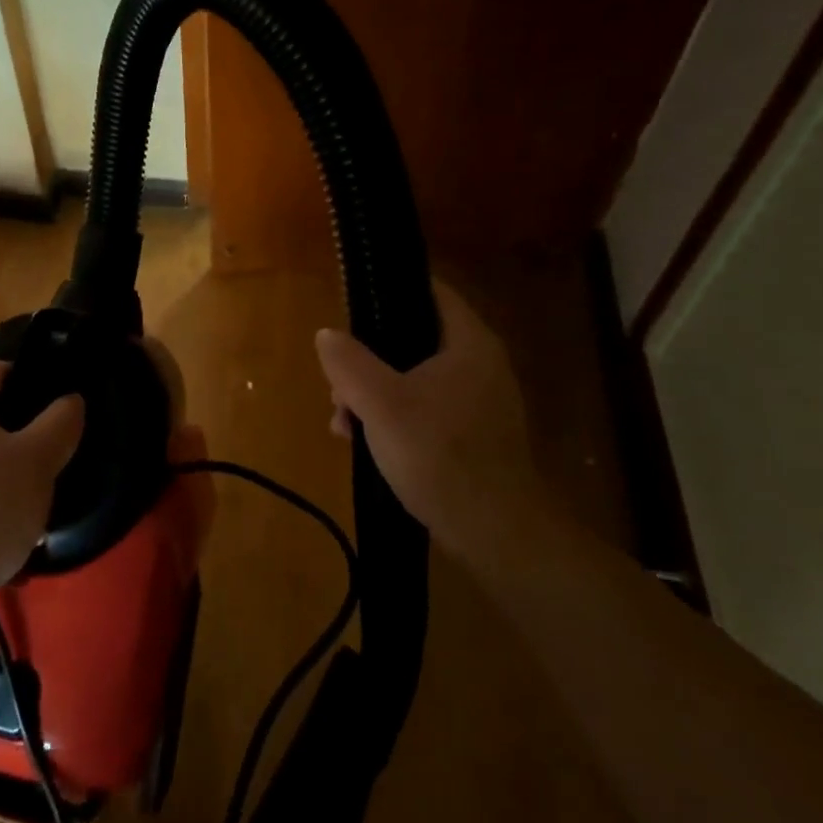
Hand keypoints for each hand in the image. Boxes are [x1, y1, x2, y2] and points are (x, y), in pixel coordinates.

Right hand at [315, 279, 546, 564]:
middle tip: (337, 384)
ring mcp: (479, 401)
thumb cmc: (438, 454)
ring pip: (413, 378)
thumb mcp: (379, 403)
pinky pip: (425, 408)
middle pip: (413, 339)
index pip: (430, 291)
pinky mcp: (474, 434)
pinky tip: (366, 442)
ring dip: (374, 394)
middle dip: (367, 360)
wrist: (495, 531)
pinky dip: (394, 417)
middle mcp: (480, 363)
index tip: (352, 306)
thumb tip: (327, 334)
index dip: (389, 291)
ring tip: (343, 422)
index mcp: (468, 343)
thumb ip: (349, 362)